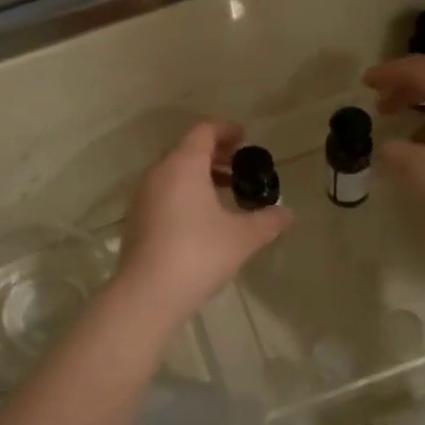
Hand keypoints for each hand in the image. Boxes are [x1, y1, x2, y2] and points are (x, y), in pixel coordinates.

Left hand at [116, 122, 291, 324]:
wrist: (147, 294)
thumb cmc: (198, 254)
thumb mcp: (242, 237)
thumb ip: (267, 221)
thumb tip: (288, 213)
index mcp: (183, 165)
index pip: (204, 132)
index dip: (226, 131)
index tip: (245, 138)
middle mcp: (159, 173)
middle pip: (187, 151)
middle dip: (215, 155)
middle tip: (240, 167)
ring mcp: (143, 197)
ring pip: (174, 174)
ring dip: (199, 176)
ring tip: (225, 193)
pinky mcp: (136, 220)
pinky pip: (164, 193)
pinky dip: (184, 194)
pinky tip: (202, 219)